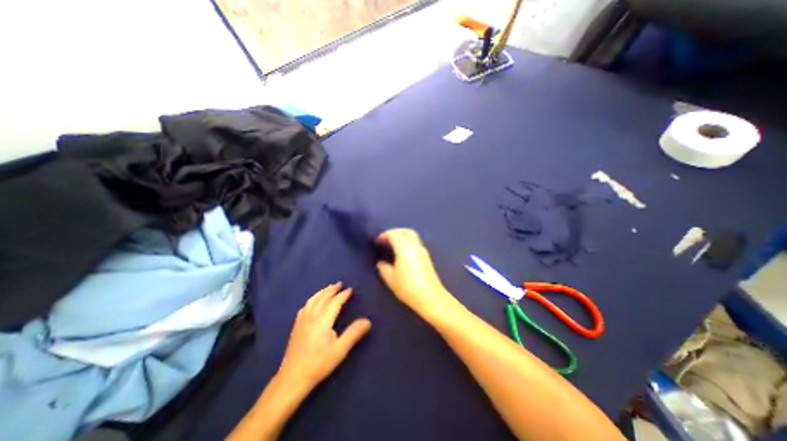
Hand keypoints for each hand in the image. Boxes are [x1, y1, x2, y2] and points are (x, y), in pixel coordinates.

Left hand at [280, 283, 372, 388]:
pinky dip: (312, 299)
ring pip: (313, 300)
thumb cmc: (318, 364)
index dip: (343, 295)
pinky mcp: (296, 326)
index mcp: (322, 320)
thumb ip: (353, 333)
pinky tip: (313, 302)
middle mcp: (311, 316)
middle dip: (332, 289)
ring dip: (322, 292)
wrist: (292, 378)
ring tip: (329, 288)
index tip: (350, 289)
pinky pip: (305, 306)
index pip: (334, 302)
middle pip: (322, 298)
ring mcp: (302, 320)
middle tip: (340, 284)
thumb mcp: (340, 350)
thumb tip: (368, 320)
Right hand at [376, 232, 462, 316]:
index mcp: (405, 248)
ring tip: (393, 245)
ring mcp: (423, 250)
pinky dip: (408, 242)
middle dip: (395, 232)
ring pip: (412, 236)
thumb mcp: (391, 279)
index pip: (394, 234)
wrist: (430, 297)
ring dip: (402, 236)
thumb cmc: (408, 287)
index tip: (378, 241)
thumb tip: (381, 263)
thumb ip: (384, 268)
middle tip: (386, 239)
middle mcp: (415, 246)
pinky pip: (416, 242)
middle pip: (405, 231)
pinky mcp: (427, 257)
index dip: (385, 235)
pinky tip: (402, 252)